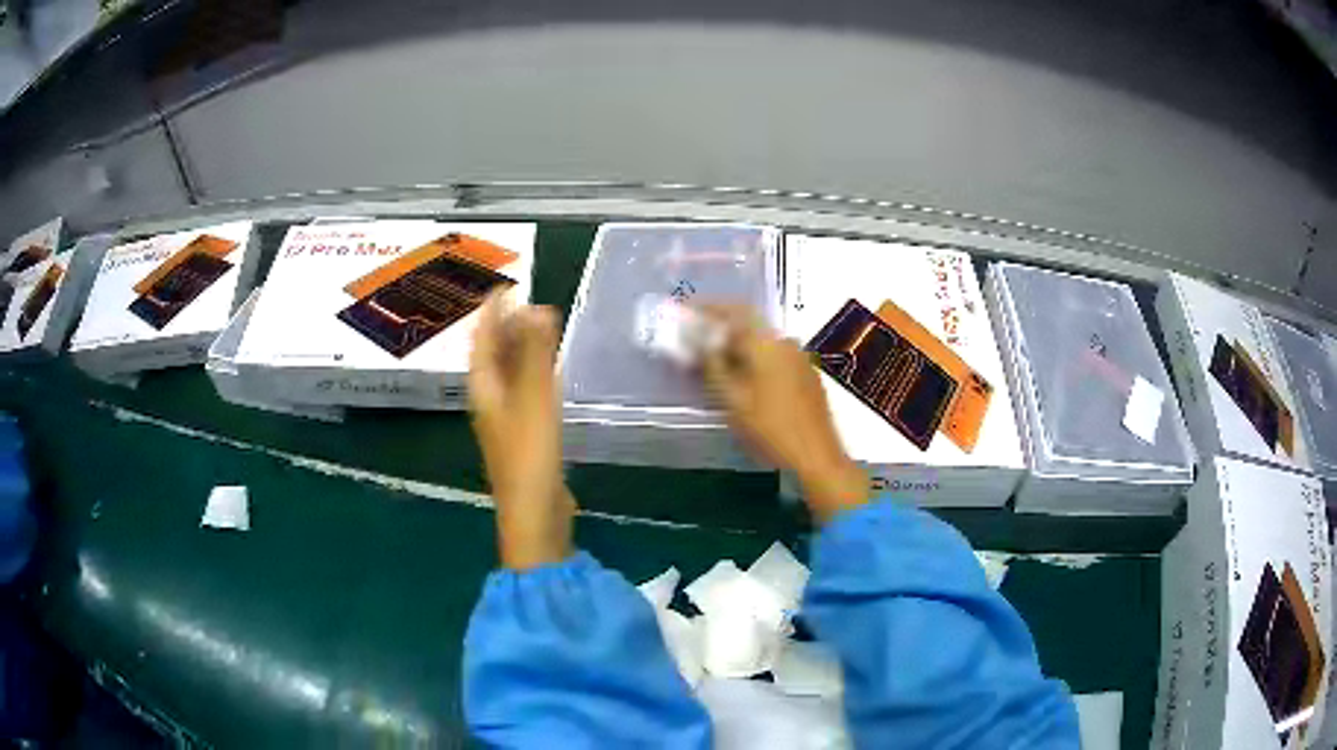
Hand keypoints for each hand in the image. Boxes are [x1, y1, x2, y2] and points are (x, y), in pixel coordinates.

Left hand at [468, 292, 574, 569]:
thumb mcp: (534, 400)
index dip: (492, 312)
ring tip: (540, 328)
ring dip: (520, 350)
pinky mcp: (524, 437)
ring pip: (508, 374)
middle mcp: (489, 402)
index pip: (482, 340)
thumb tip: (538, 309)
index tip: (505, 287)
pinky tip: (550, 374)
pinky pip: (524, 393)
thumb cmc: (530, 456)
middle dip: (506, 328)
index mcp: (484, 390)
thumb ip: (535, 355)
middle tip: (529, 303)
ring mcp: (505, 421)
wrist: (535, 516)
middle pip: (492, 356)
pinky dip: (534, 374)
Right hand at [700, 306, 867, 523]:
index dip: (709, 308)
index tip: (688, 311)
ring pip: (763, 344)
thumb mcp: (732, 399)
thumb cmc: (770, 428)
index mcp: (767, 343)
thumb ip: (712, 365)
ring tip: (716, 365)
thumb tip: (698, 341)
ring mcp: (801, 359)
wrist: (816, 456)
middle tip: (697, 343)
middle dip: (722, 331)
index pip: (735, 310)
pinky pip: (775, 358)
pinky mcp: (808, 376)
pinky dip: (755, 361)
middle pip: (749, 326)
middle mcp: (786, 343)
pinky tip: (745, 381)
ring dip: (738, 348)